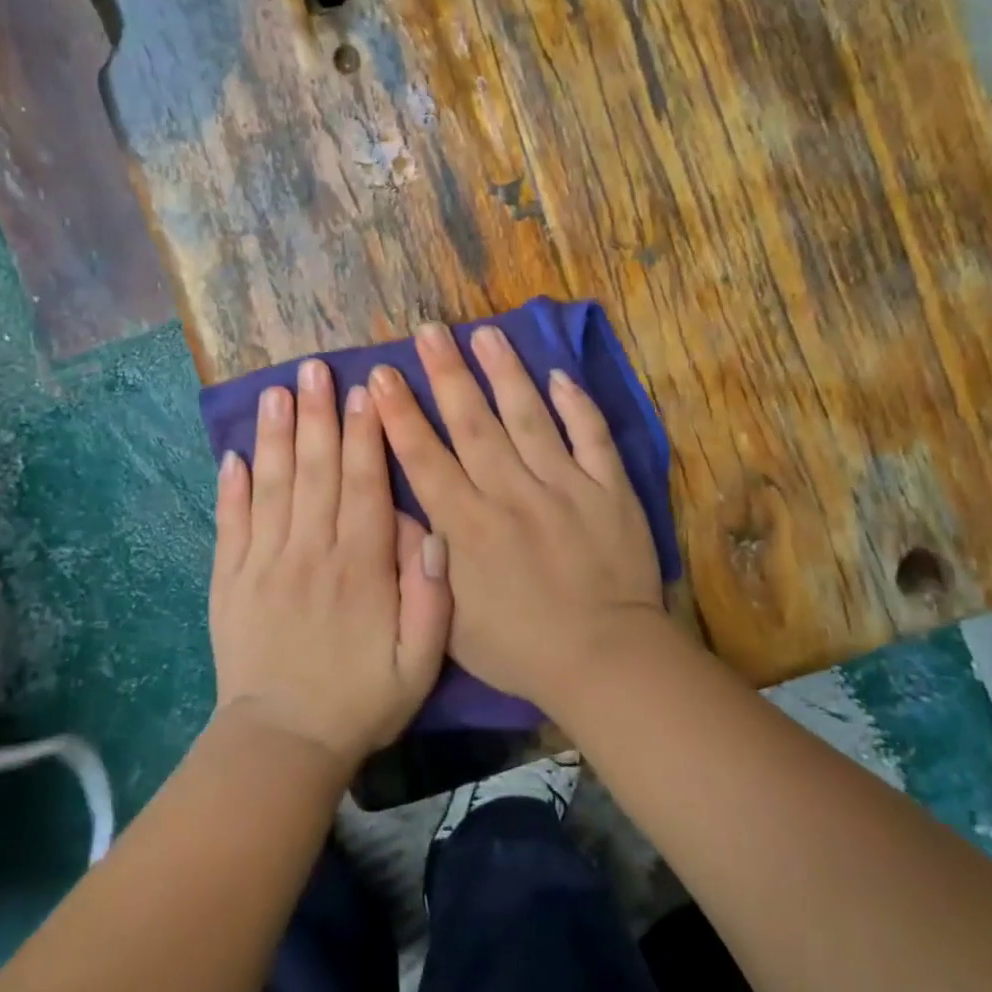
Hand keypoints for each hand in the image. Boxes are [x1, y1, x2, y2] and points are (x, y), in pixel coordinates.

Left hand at [210, 358, 451, 770]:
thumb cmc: (360, 700)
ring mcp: (264, 563)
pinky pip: (231, 523)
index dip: (366, 434)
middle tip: (315, 369)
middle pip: (316, 471)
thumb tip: (435, 533)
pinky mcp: (230, 579)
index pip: (364, 484)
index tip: (366, 391)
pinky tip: (234, 453)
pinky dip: (232, 486)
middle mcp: (311, 552)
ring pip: (273, 486)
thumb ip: (431, 597)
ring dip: (276, 436)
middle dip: (319, 416)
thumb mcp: (420, 663)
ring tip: (277, 392)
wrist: (283, 744)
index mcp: (360, 566)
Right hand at [368, 322, 669, 711]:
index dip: (400, 414)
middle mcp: (510, 494)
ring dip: (505, 373)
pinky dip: (577, 405)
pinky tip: (559, 375)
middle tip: (429, 331)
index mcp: (468, 526)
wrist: (603, 660)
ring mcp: (564, 487)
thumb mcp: (449, 620)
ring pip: (529, 417)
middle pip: (472, 423)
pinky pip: (591, 438)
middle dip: (446, 374)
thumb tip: (394, 508)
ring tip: (486, 333)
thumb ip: (421, 561)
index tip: (382, 375)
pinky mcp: (608, 490)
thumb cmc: (519, 646)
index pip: (425, 458)